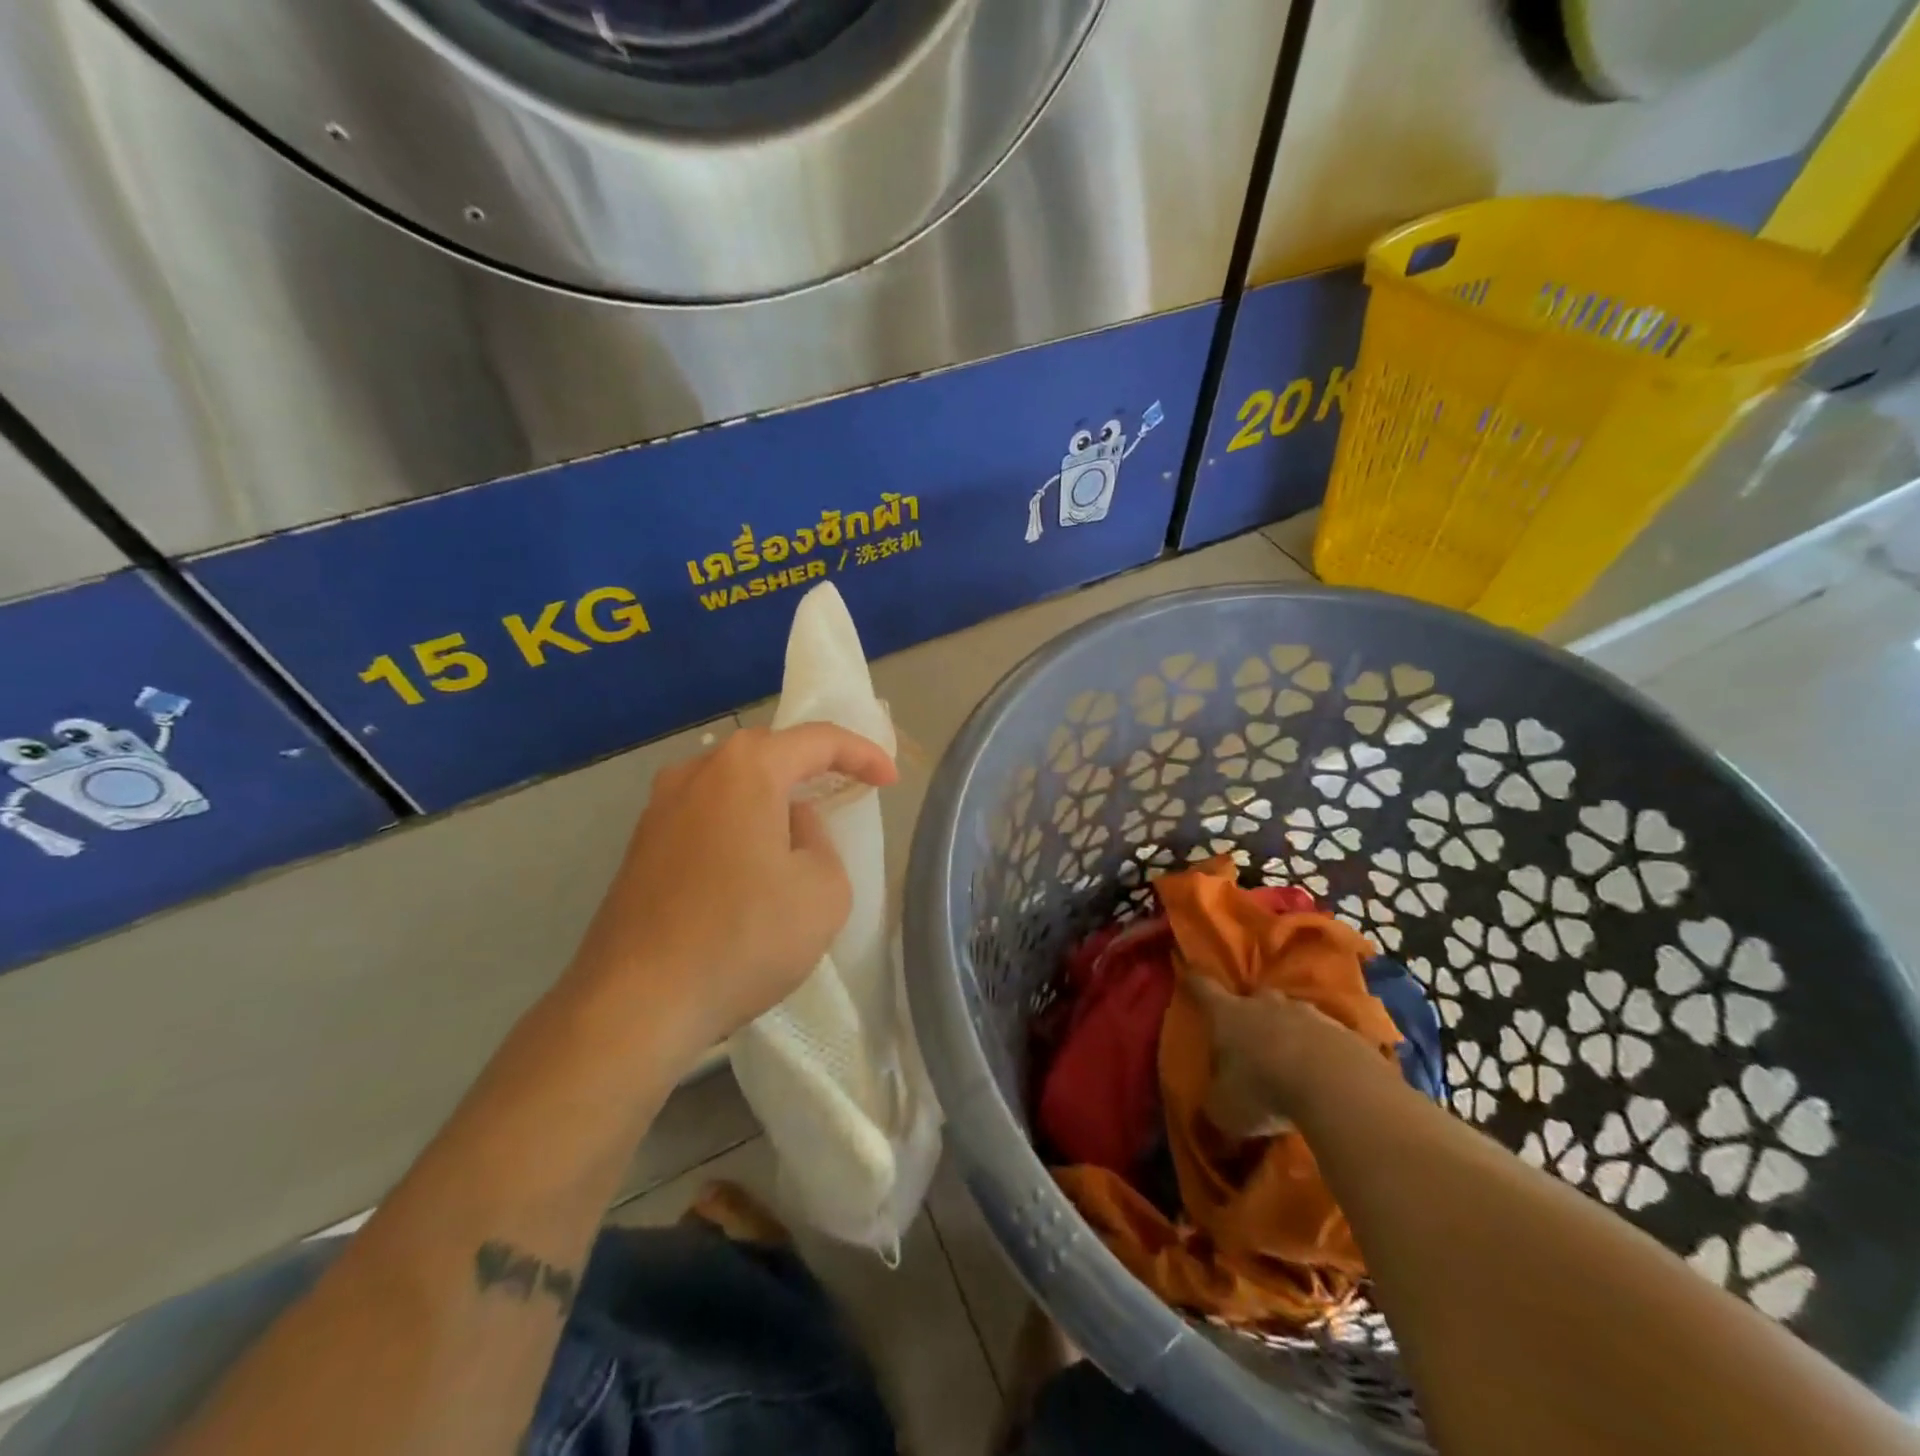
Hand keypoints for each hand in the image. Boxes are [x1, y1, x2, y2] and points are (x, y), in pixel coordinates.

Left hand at [565, 724, 895, 1059]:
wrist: (636, 1003)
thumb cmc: (743, 937)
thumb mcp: (824, 890)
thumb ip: (820, 841)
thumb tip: (789, 826)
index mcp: (745, 769)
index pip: (818, 739)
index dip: (862, 754)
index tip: (890, 781)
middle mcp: (696, 773)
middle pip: (768, 752)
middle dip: (813, 765)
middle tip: (847, 788)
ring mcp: (659, 808)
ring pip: (732, 784)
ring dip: (771, 795)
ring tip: (799, 826)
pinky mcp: (641, 846)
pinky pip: (706, 815)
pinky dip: (739, 823)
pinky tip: (751, 862)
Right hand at [1185, 976, 1393, 1137]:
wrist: (1337, 1085)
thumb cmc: (1263, 1089)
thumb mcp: (1225, 1109)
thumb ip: (1214, 1106)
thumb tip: (1209, 1112)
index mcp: (1227, 1014)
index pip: (1204, 989)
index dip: (1195, 981)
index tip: (1189, 970)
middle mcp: (1264, 1004)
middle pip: (1253, 997)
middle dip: (1250, 1011)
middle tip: (1249, 1031)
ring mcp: (1307, 1013)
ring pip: (1291, 1015)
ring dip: (1288, 1030)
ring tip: (1290, 1056)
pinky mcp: (1343, 1031)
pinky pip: (1324, 1037)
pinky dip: (1320, 1050)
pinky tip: (1323, 1073)